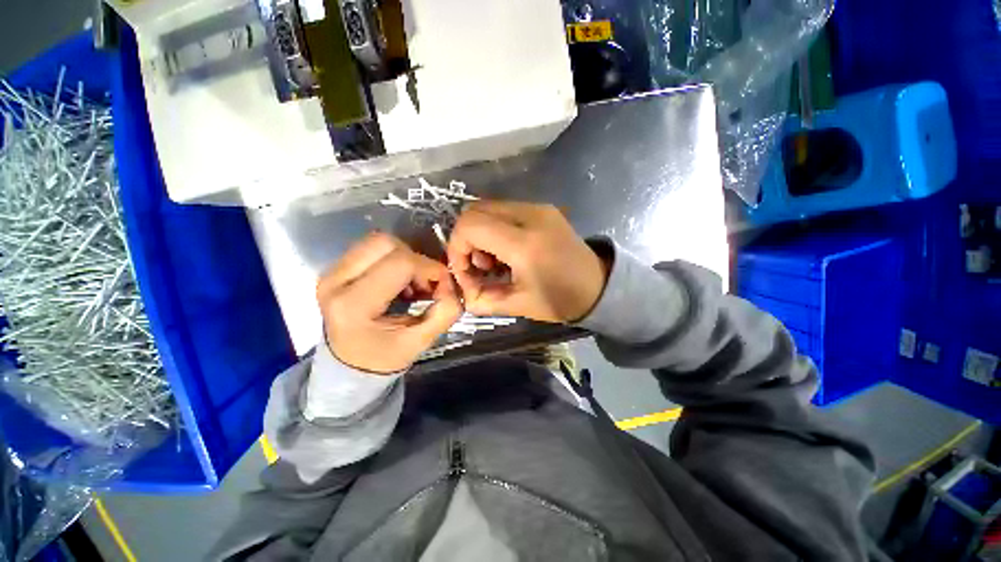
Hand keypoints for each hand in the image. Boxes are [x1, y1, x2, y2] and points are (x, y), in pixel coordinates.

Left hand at [317, 233, 461, 373]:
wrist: (348, 368)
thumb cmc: (383, 358)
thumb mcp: (420, 342)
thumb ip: (444, 312)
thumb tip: (452, 286)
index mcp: (354, 304)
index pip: (400, 264)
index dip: (430, 268)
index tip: (444, 285)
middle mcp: (335, 281)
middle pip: (385, 243)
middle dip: (416, 259)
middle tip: (426, 283)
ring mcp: (331, 272)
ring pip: (377, 241)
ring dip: (404, 257)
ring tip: (412, 284)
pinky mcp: (335, 269)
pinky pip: (371, 249)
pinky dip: (394, 259)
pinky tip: (400, 282)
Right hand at [447, 201, 608, 322]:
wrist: (598, 286)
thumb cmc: (561, 300)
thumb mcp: (519, 305)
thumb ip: (483, 299)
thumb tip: (463, 293)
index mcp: (524, 244)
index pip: (470, 226)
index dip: (456, 248)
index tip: (465, 272)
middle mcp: (530, 216)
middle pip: (474, 210)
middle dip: (466, 240)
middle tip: (479, 266)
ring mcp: (538, 208)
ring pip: (487, 207)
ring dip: (480, 233)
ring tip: (494, 260)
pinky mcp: (543, 208)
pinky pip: (504, 209)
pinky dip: (494, 227)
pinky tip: (506, 250)